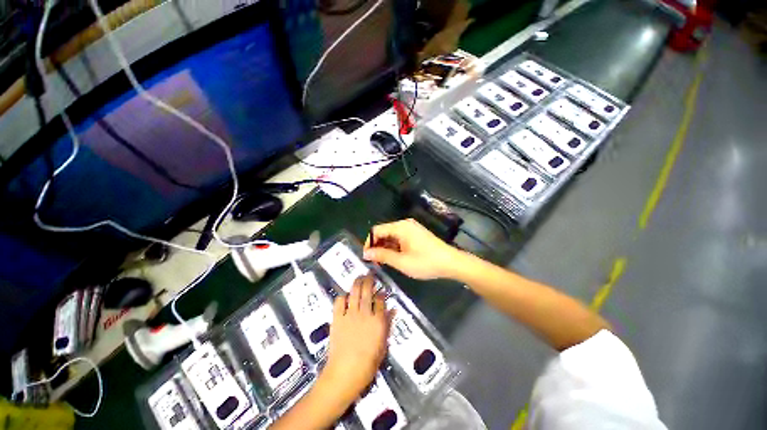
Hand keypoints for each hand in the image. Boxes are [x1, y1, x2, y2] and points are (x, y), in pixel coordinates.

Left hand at [321, 275, 390, 404]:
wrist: (345, 373)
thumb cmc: (368, 364)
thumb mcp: (383, 345)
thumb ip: (387, 325)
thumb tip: (392, 310)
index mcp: (378, 321)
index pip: (380, 300)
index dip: (380, 293)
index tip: (380, 290)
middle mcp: (365, 313)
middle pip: (367, 291)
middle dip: (369, 280)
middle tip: (369, 275)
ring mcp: (350, 315)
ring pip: (354, 292)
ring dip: (357, 283)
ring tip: (359, 277)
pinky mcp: (337, 318)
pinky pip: (339, 302)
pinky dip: (342, 297)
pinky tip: (345, 297)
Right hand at [363, 219, 462, 279]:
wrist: (451, 263)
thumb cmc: (426, 262)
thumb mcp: (402, 262)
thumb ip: (382, 256)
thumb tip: (366, 253)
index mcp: (400, 227)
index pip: (377, 231)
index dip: (369, 243)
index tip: (367, 258)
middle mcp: (405, 224)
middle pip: (384, 232)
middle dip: (377, 246)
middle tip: (376, 262)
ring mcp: (411, 228)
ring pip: (392, 236)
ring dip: (386, 248)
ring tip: (385, 262)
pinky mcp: (416, 234)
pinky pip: (400, 238)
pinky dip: (395, 247)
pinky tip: (396, 258)